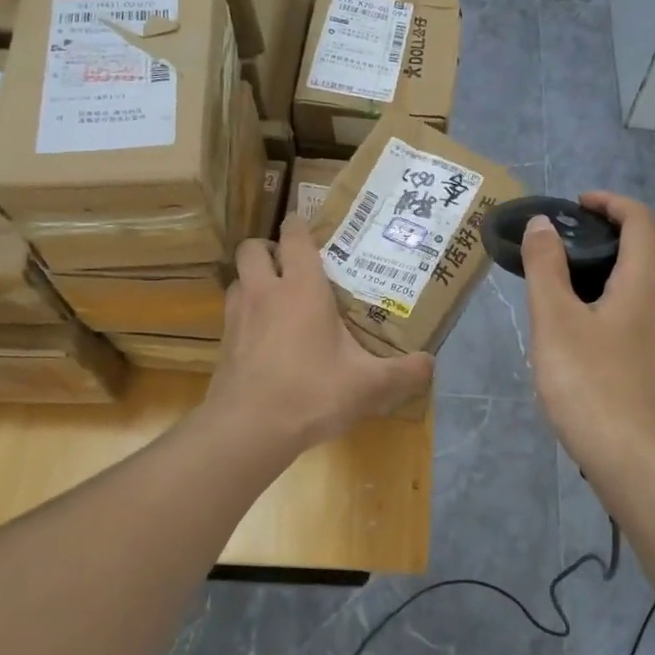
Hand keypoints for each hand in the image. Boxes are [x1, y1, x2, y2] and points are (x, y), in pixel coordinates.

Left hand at [205, 214, 433, 451]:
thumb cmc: (312, 392)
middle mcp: (264, 292)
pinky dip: (246, 314)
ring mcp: (237, 317)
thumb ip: (404, 372)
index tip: (310, 227)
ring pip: (237, 279)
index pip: (294, 236)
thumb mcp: (368, 385)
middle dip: (269, 248)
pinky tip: (265, 338)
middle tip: (292, 265)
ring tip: (278, 299)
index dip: (299, 224)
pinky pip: (232, 313)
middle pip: (252, 248)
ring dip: (254, 280)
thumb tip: (431, 363)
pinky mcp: (222, 344)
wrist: (249, 429)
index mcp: (301, 288)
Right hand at [523, 192, 654, 481]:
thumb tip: (543, 225)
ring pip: (634, 298)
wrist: (632, 460)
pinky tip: (579, 349)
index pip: (641, 222)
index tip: (578, 205)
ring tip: (558, 306)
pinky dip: (608, 319)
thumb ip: (545, 268)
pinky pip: (634, 330)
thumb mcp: (554, 320)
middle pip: (637, 260)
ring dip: (601, 287)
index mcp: (642, 287)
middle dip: (598, 248)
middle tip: (554, 258)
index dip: (611, 203)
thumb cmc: (588, 383)